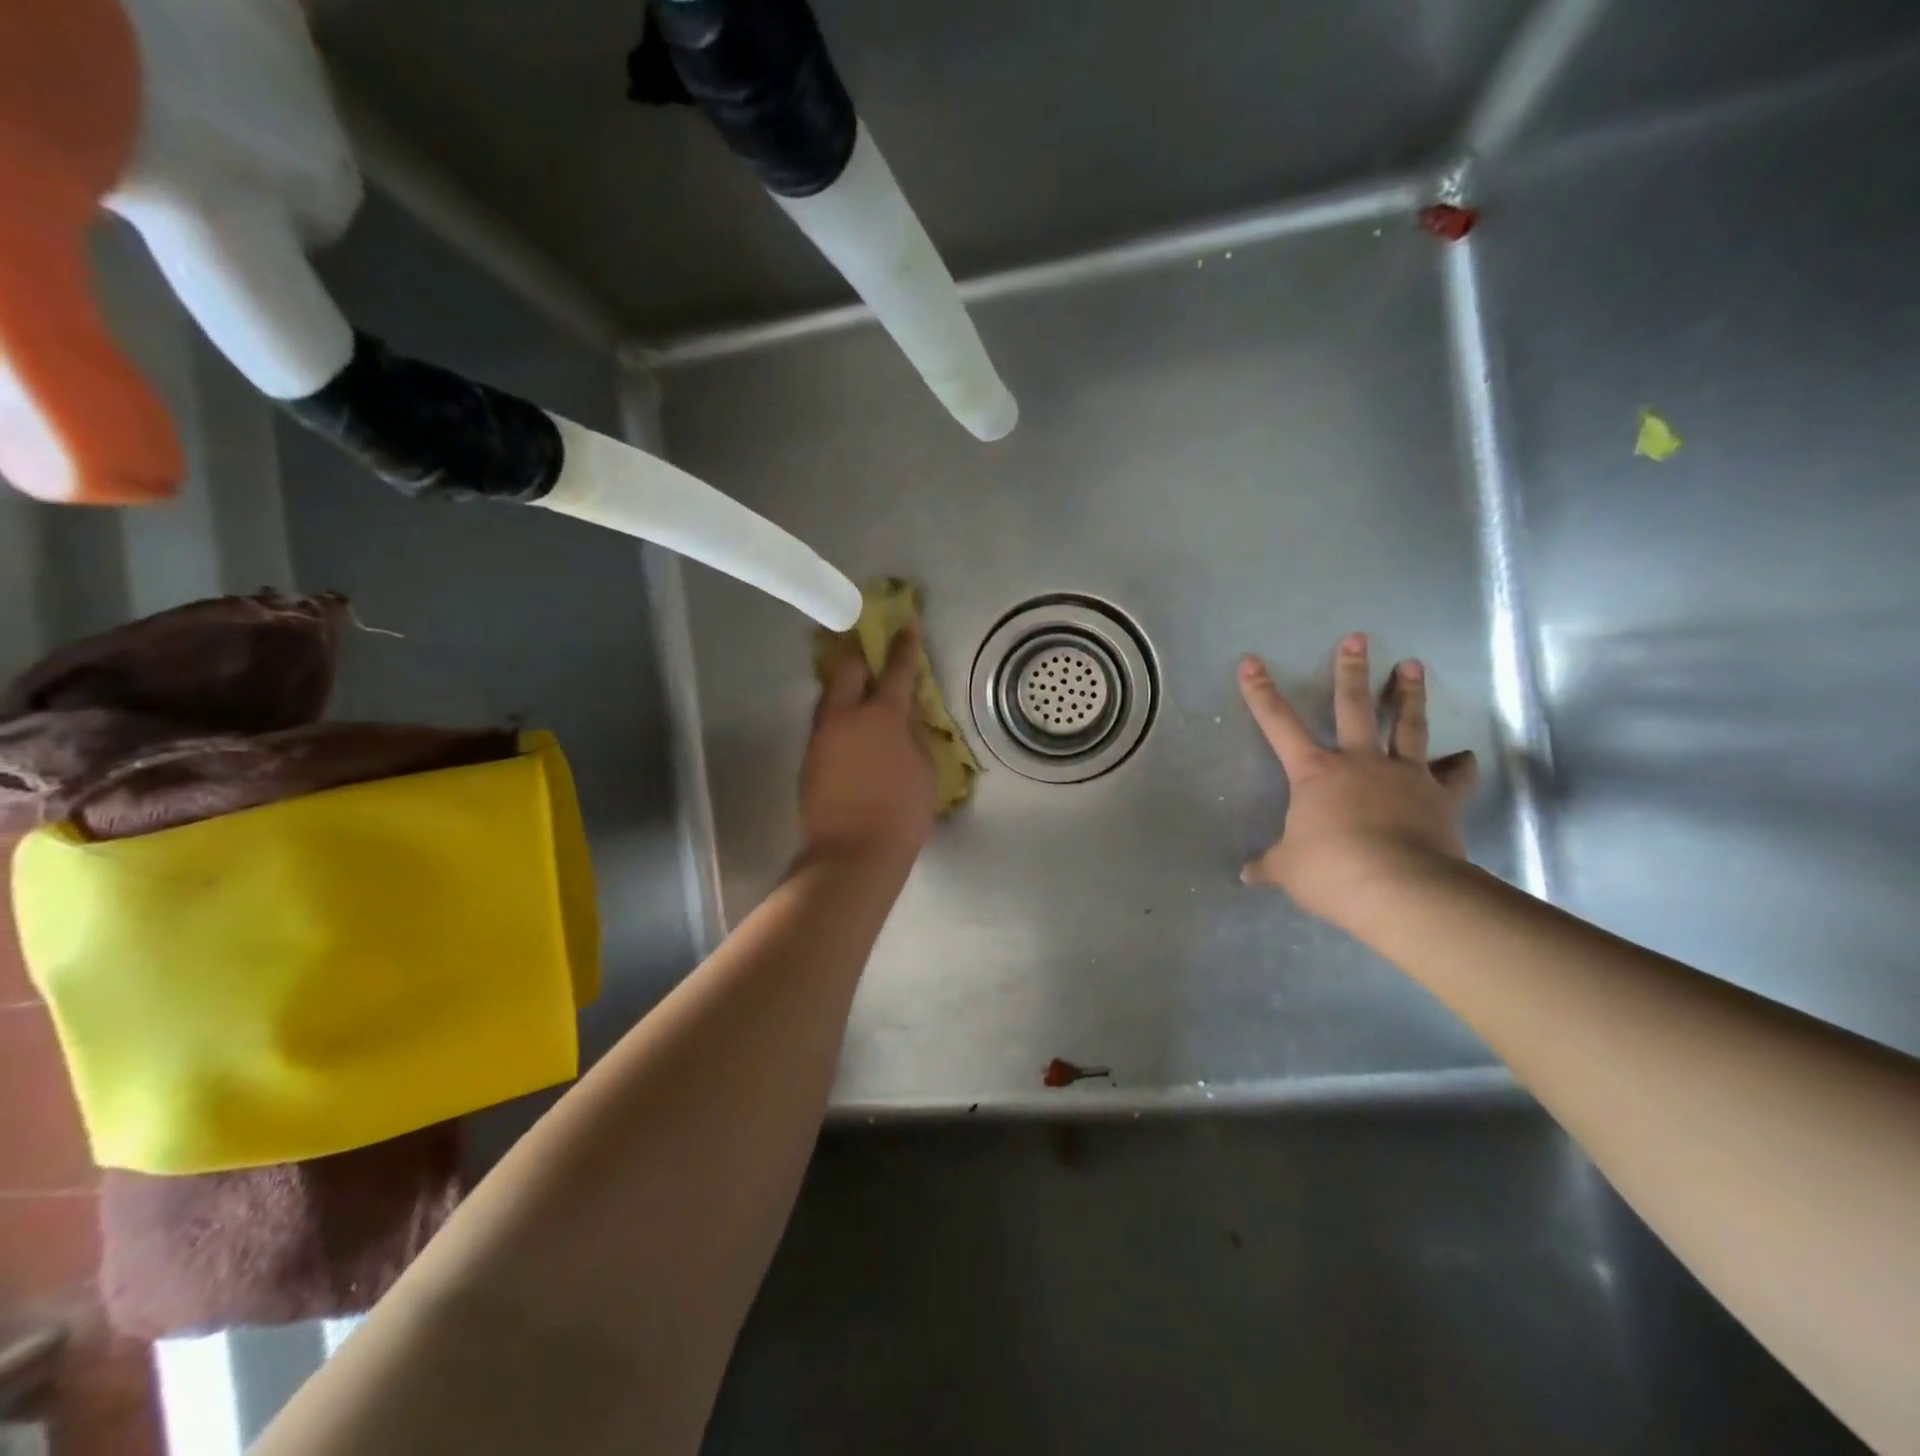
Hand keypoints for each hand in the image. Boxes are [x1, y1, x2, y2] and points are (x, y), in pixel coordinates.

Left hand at [801, 627, 936, 866]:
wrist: (851, 854)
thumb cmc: (901, 813)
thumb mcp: (925, 770)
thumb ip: (915, 734)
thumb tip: (905, 716)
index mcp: (881, 716)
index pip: (896, 670)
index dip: (904, 646)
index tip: (908, 624)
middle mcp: (844, 716)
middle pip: (847, 669)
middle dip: (861, 657)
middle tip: (873, 658)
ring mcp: (820, 737)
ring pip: (830, 697)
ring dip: (846, 690)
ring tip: (862, 698)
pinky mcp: (808, 759)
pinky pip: (825, 725)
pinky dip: (839, 720)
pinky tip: (852, 735)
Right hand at [1238, 632, 1477, 928]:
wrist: (1400, 888)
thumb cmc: (1331, 871)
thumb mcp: (1288, 870)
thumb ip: (1269, 865)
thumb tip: (1247, 875)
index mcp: (1315, 773)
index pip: (1278, 724)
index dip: (1261, 692)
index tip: (1251, 662)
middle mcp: (1360, 762)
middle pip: (1354, 706)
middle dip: (1351, 670)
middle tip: (1357, 638)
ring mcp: (1405, 775)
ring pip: (1408, 725)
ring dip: (1410, 693)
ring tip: (1413, 664)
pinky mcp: (1441, 797)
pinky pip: (1454, 775)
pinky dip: (1460, 765)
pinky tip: (1466, 757)